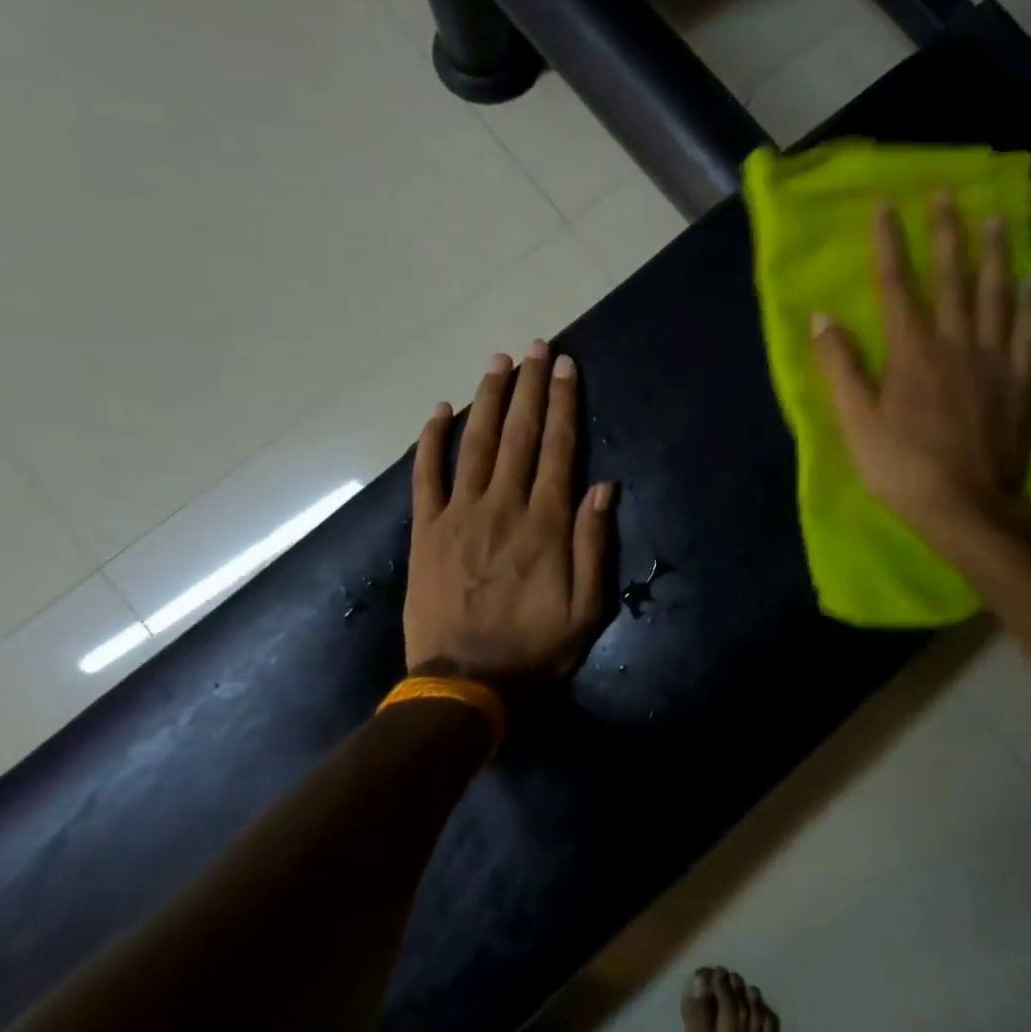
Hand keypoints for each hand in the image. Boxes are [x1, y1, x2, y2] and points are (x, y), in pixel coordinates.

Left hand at [405, 343, 614, 690]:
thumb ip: (594, 543)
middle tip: (535, 347)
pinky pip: (426, 476)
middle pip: (520, 435)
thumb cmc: (534, 648)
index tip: (564, 367)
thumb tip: (604, 486)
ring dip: (488, 399)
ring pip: (477, 444)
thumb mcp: (586, 607)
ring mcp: (459, 515)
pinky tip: (438, 410)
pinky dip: (430, 441)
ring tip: (498, 361)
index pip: (558, 449)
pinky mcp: (426, 531)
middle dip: (529, 387)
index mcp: (546, 523)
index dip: (563, 403)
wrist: (464, 684)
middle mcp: (503, 506)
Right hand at [810, 193, 1030, 548]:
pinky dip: (1030, 303)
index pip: (896, 285)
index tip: (886, 205)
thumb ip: (840, 368)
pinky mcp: (1020, 383)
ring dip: (994, 254)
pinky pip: (1028, 332)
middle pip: (951, 277)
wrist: (969, 510)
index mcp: (911, 352)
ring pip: (996, 295)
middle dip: (947, 232)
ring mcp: (993, 361)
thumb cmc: (903, 469)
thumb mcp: (857, 423)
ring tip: (996, 218)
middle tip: (947, 192)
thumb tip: (822, 318)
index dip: (889, 243)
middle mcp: (956, 343)